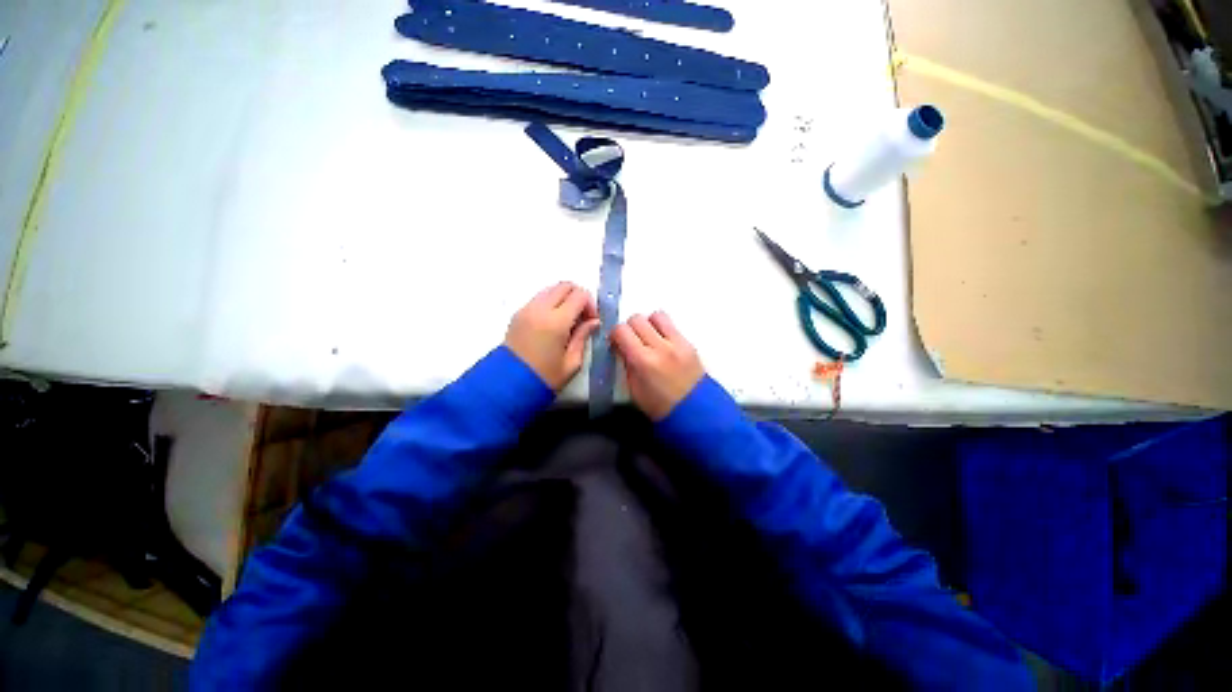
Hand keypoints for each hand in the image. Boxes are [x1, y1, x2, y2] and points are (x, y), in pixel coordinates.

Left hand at [505, 282, 600, 391]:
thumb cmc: (544, 378)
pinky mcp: (518, 314)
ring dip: (563, 298)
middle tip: (581, 317)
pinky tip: (552, 324)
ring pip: (551, 289)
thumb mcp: (571, 363)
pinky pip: (538, 298)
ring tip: (567, 321)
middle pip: (565, 285)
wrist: (508, 385)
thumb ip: (583, 337)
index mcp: (556, 321)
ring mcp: (526, 309)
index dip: (590, 305)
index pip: (580, 295)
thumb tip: (593, 322)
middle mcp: (540, 309)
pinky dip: (550, 303)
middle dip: (578, 297)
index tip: (591, 321)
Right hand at [610, 311, 704, 420]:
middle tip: (632, 341)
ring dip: (649, 324)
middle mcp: (661, 347)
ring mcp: (678, 343)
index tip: (616, 343)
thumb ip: (626, 364)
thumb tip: (621, 347)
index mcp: (643, 361)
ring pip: (657, 315)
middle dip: (630, 328)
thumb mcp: (634, 389)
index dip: (615, 335)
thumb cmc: (659, 407)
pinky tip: (663, 345)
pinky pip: (672, 325)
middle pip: (637, 319)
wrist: (694, 412)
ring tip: (649, 339)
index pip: (621, 330)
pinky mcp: (689, 343)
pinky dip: (663, 330)